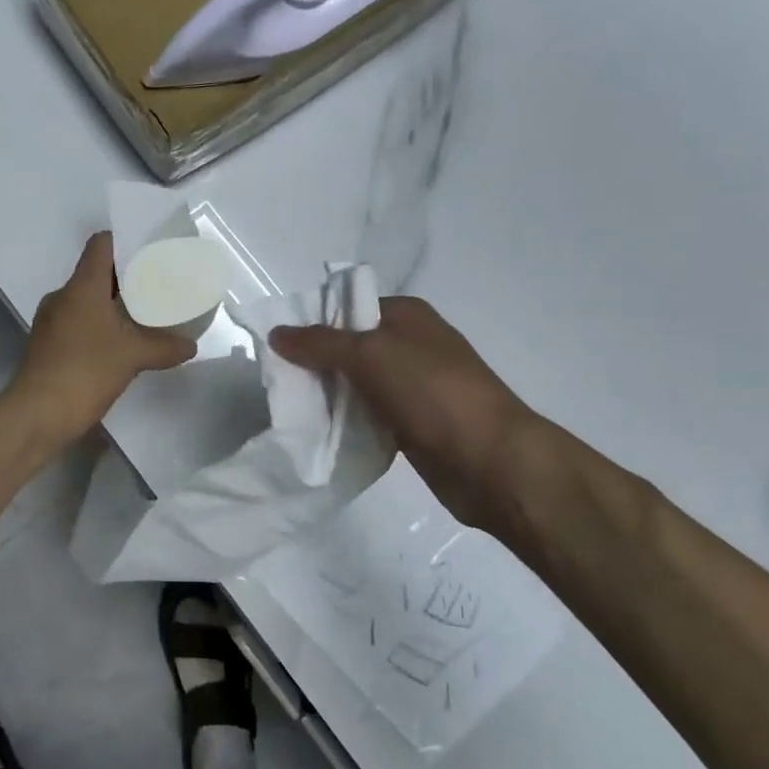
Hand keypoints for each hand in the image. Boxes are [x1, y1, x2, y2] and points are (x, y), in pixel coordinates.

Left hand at [8, 232, 196, 447]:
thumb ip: (165, 346)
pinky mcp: (49, 346)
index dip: (126, 241)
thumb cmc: (85, 371)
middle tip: (159, 284)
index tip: (152, 250)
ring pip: (88, 300)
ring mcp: (52, 322)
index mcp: (81, 286)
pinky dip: (101, 326)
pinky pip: (79, 323)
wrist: (36, 414)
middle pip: (97, 272)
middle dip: (128, 277)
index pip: (101, 245)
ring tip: (145, 314)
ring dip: (115, 304)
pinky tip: (122, 343)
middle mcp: (63, 297)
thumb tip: (190, 345)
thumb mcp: (133, 357)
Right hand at [270, 297, 535, 535]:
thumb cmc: (433, 393)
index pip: (348, 306)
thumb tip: (276, 332)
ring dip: (328, 395)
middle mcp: (410, 345)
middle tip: (279, 381)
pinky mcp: (411, 423)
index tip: (278, 346)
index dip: (313, 322)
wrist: (491, 461)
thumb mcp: (371, 355)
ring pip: (355, 383)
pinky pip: (367, 415)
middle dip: (314, 362)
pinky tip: (321, 432)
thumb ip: (321, 343)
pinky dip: (346, 421)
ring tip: (292, 408)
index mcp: (407, 315)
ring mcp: (413, 386)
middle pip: (348, 346)